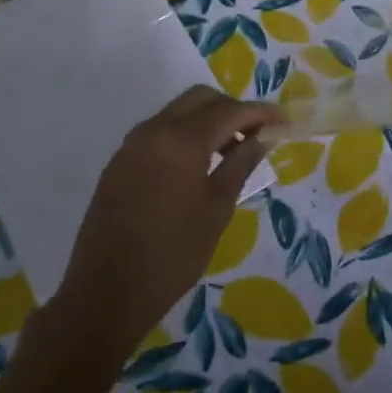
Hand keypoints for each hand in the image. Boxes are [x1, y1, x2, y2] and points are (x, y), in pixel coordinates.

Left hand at [35, 86, 280, 367]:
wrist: (106, 293)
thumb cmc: (173, 254)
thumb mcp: (217, 209)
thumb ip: (241, 164)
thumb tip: (263, 136)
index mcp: (182, 140)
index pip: (230, 110)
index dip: (261, 112)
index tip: (284, 121)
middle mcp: (154, 130)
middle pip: (201, 99)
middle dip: (233, 109)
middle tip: (256, 136)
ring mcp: (132, 144)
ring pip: (178, 111)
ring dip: (208, 120)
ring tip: (231, 152)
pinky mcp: (119, 161)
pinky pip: (160, 131)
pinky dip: (186, 134)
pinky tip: (198, 166)